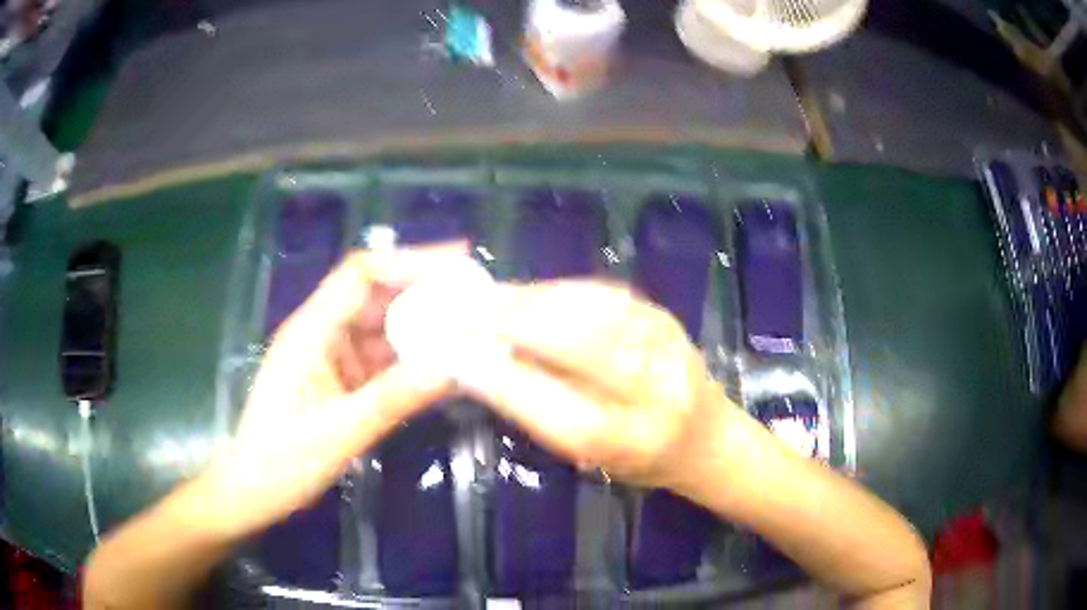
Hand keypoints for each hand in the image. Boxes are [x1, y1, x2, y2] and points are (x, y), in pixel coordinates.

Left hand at [204, 245, 464, 537]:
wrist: (252, 491)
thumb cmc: (280, 462)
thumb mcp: (337, 434)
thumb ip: (391, 399)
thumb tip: (451, 367)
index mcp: (310, 332)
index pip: (361, 274)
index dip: (408, 260)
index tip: (458, 261)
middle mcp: (320, 333)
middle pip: (376, 295)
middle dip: (425, 293)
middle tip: (477, 300)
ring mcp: (330, 357)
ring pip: (382, 327)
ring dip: (422, 328)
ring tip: (470, 331)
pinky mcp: (339, 380)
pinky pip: (380, 359)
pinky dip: (411, 360)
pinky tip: (441, 367)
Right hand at [461, 281, 724, 487]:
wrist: (708, 436)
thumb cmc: (642, 460)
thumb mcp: (592, 457)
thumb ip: (546, 413)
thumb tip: (488, 365)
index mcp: (635, 443)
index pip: (562, 414)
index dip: (507, 386)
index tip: (460, 360)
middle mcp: (656, 392)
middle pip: (580, 348)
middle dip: (515, 325)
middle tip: (466, 312)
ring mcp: (665, 345)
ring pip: (590, 311)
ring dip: (531, 301)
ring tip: (489, 298)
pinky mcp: (662, 315)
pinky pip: (602, 295)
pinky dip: (558, 292)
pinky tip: (530, 294)